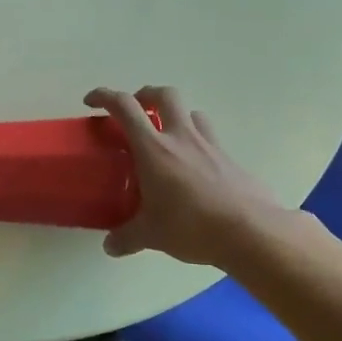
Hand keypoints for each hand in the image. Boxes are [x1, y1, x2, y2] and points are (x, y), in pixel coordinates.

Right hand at [85, 85, 294, 267]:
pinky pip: (210, 138)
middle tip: (136, 111)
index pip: (124, 107)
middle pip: (164, 94)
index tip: (92, 102)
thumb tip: (109, 246)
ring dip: (176, 115)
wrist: (250, 231)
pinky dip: (197, 142)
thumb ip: (127, 237)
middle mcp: (181, 137)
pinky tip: (194, 166)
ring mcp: (209, 145)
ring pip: (191, 112)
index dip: (104, 96)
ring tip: (168, 136)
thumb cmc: (191, 226)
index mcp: (153, 149)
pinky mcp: (230, 158)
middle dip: (146, 95)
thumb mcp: (151, 235)